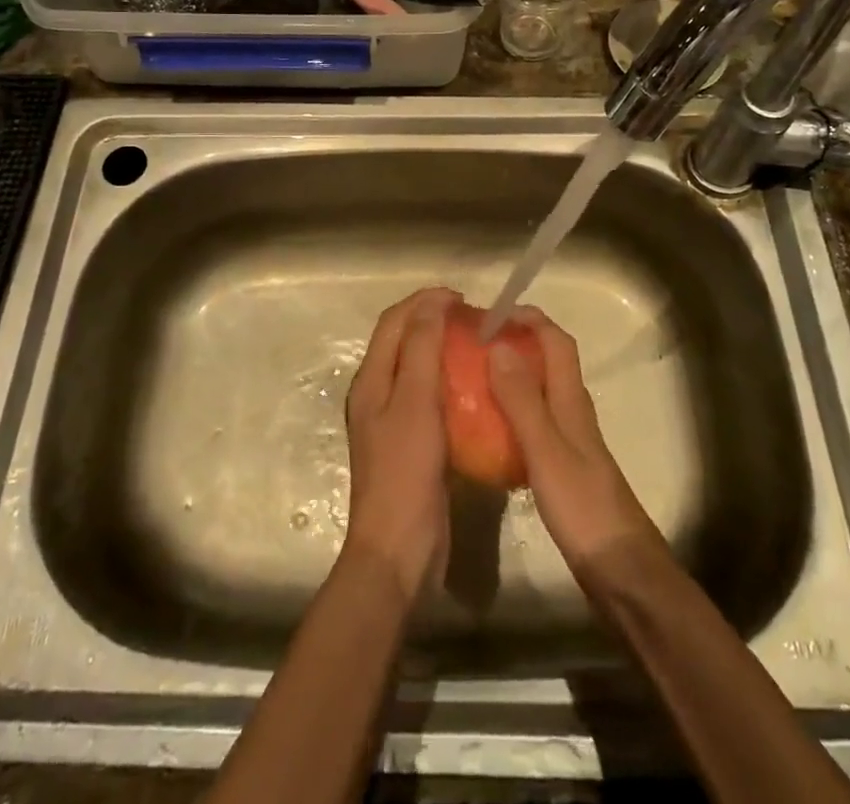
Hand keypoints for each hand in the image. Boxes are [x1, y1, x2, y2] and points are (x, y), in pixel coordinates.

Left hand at [343, 287, 452, 602]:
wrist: (399, 551)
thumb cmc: (405, 471)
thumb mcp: (414, 403)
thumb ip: (421, 349)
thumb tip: (431, 302)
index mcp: (371, 379)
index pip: (394, 322)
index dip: (424, 302)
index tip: (462, 298)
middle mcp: (378, 394)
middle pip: (404, 342)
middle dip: (434, 322)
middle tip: (474, 320)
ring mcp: (394, 421)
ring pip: (418, 369)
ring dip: (444, 350)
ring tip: (478, 347)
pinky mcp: (413, 444)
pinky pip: (431, 398)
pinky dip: (451, 383)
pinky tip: (477, 390)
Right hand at [487, 308, 665, 573]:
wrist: (621, 571)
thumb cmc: (583, 506)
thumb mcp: (546, 449)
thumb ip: (522, 399)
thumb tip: (499, 344)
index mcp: (572, 400)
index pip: (556, 341)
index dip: (529, 319)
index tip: (491, 314)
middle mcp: (573, 411)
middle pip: (548, 361)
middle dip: (515, 343)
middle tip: (473, 346)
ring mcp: (570, 440)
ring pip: (540, 392)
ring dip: (512, 377)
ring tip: (472, 380)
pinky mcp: (563, 467)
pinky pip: (534, 423)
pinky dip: (512, 413)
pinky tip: (487, 430)